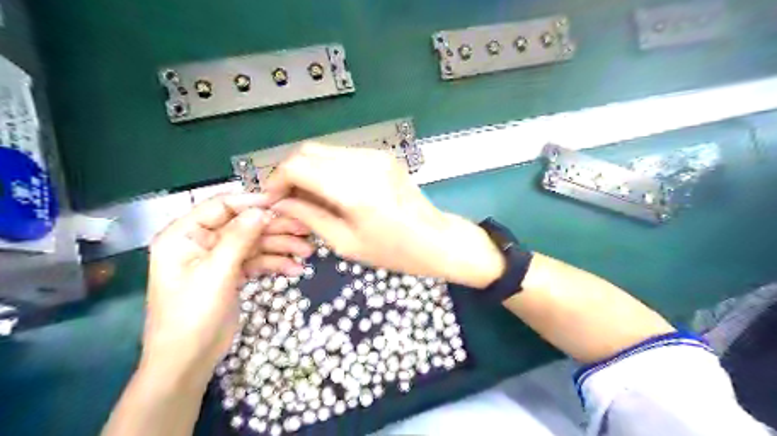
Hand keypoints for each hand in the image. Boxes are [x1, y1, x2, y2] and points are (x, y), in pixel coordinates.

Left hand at [141, 195, 311, 385]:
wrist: (188, 361)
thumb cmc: (192, 315)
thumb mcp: (216, 274)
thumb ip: (239, 239)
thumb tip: (262, 210)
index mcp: (184, 235)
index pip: (221, 206)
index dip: (252, 202)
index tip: (282, 202)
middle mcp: (201, 242)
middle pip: (243, 225)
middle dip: (274, 228)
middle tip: (305, 230)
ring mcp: (219, 258)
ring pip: (254, 243)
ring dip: (280, 246)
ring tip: (307, 252)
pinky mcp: (232, 274)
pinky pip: (256, 261)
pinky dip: (275, 264)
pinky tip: (295, 269)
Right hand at [261, 144, 504, 286]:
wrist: (437, 239)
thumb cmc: (394, 251)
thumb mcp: (346, 243)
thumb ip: (309, 217)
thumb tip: (278, 204)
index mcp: (353, 188)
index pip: (298, 166)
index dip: (276, 181)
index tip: (271, 201)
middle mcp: (363, 162)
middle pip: (308, 151)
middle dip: (289, 173)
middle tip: (287, 200)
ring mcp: (375, 155)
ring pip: (324, 151)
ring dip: (308, 171)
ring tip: (307, 199)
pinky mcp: (382, 156)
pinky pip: (343, 155)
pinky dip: (328, 169)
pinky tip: (330, 191)